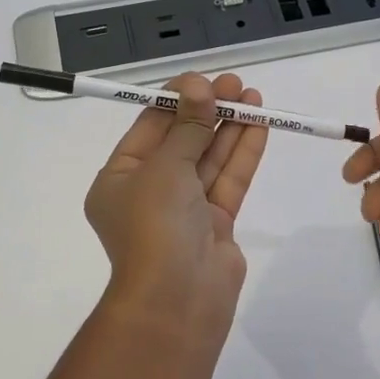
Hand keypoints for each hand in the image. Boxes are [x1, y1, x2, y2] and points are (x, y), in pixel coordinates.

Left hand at [85, 72, 269, 329]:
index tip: (203, 78)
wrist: (177, 300)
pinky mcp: (215, 224)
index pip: (148, 128)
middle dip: (208, 111)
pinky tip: (259, 125)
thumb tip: (199, 85)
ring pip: (209, 159)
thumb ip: (188, 125)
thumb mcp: (165, 167)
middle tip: (235, 84)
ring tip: (254, 96)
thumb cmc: (155, 225)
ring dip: (230, 127)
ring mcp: (184, 210)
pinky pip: (228, 180)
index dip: (176, 100)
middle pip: (182, 141)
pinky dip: (242, 153)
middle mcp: (149, 192)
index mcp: (120, 179)